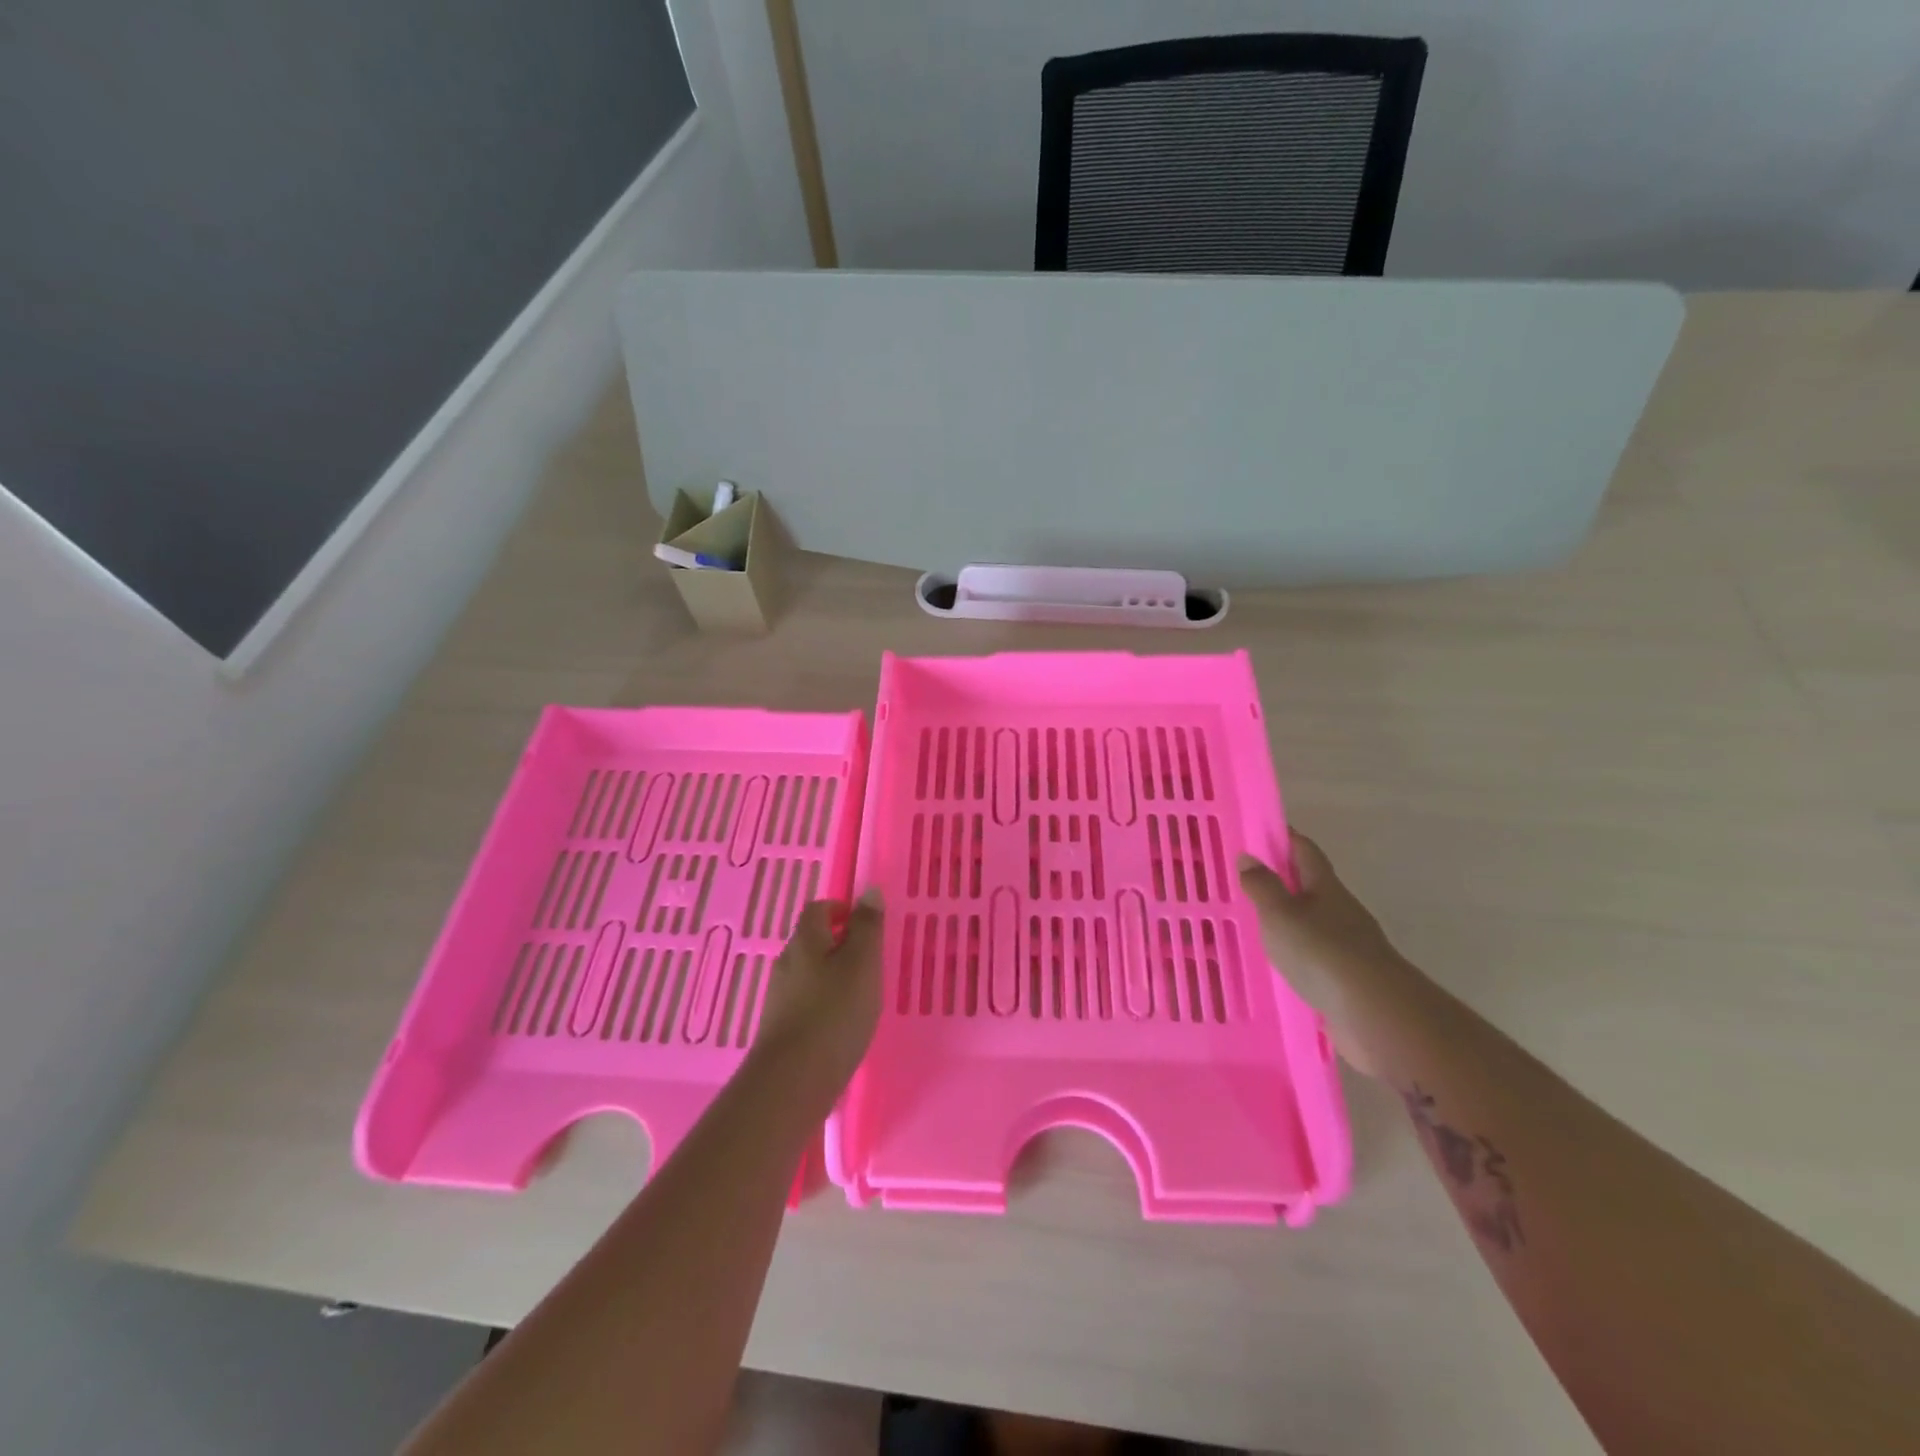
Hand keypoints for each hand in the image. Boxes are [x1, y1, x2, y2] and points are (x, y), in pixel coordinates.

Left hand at [751, 890, 884, 1098]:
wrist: (793, 1081)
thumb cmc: (835, 1013)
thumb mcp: (863, 963)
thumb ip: (868, 927)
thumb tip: (868, 891)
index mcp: (805, 940)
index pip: (818, 909)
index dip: (842, 910)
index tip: (866, 924)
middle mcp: (786, 963)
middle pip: (812, 941)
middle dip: (839, 944)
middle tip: (871, 961)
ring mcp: (779, 998)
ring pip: (809, 973)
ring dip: (832, 976)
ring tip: (862, 995)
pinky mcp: (780, 1028)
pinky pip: (805, 1002)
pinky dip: (824, 1004)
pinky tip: (842, 1025)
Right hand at [1239, 835, 1417, 1076]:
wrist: (1375, 1013)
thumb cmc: (1321, 952)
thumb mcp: (1280, 914)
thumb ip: (1262, 886)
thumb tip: (1248, 856)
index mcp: (1325, 887)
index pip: (1304, 850)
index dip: (1284, 838)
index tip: (1260, 833)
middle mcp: (1341, 910)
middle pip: (1312, 885)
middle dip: (1284, 879)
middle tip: (1248, 881)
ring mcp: (1349, 946)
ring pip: (1314, 922)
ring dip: (1290, 920)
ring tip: (1257, 924)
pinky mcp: (1349, 979)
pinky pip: (1316, 957)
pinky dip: (1298, 954)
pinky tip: (1280, 964)